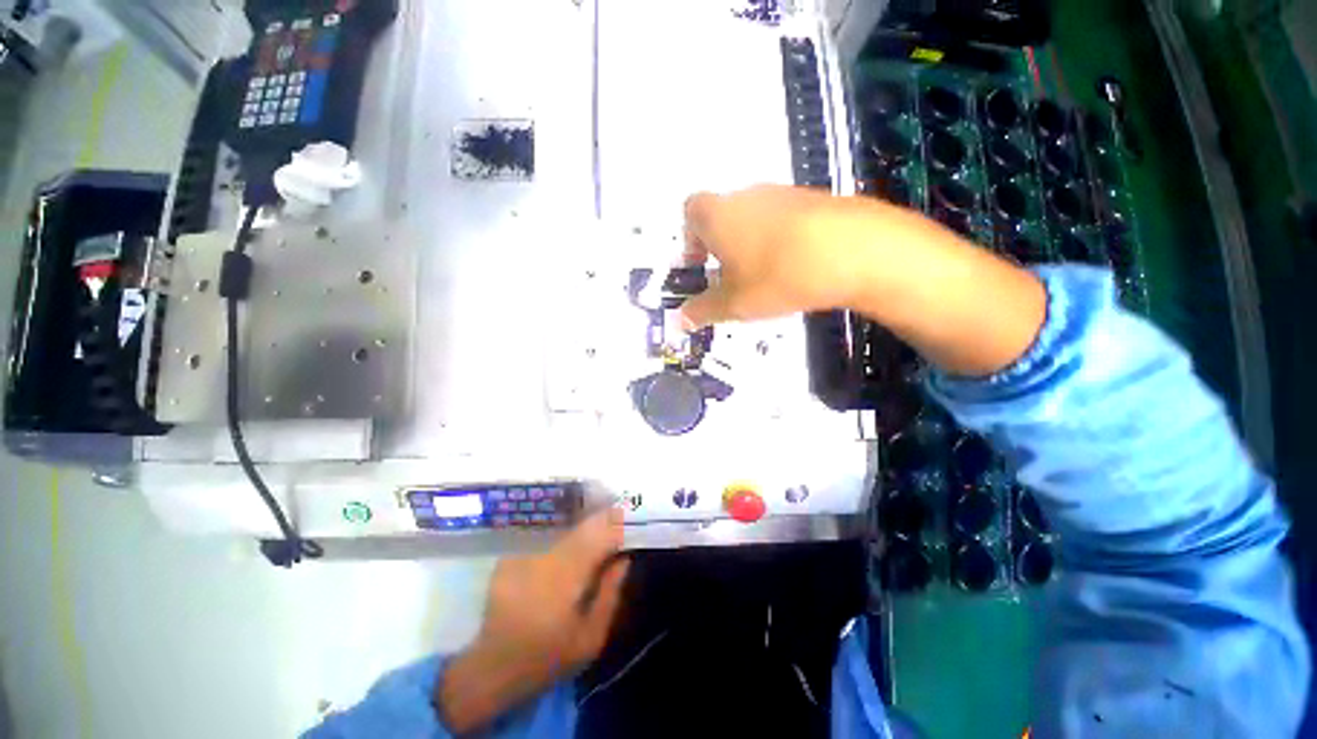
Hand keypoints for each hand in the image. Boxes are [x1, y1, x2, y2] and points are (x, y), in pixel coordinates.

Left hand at [436, 509, 628, 733]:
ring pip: (565, 527)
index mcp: (565, 581)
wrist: (494, 667)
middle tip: (622, 514)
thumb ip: (610, 594)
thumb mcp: (591, 638)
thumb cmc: (549, 657)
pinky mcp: (511, 555)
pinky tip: (572, 536)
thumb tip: (625, 558)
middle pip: (582, 527)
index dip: (617, 525)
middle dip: (605, 518)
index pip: (598, 538)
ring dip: (585, 524)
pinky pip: (546, 535)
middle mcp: (543, 560)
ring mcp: (523, 555)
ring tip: (601, 522)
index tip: (634, 520)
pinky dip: (564, 532)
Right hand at [680, 185, 1045, 376]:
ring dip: (749, 243)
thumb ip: (702, 311)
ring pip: (753, 217)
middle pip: (721, 214)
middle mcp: (745, 196)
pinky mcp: (813, 199)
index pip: (690, 212)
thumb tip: (678, 321)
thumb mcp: (733, 303)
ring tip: (763, 276)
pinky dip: (779, 240)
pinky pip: (783, 219)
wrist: (854, 251)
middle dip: (719, 245)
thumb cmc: (775, 276)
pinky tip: (794, 266)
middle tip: (730, 277)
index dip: (690, 239)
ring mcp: (782, 193)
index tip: (700, 265)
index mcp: (717, 215)